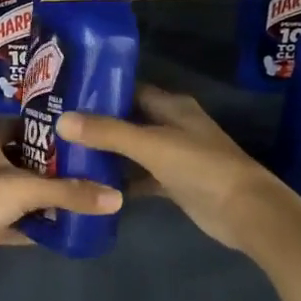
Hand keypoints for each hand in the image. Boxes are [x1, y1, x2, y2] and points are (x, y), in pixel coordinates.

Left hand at [0, 127, 121, 260]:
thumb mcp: (28, 189)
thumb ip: (71, 192)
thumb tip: (117, 198)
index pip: (17, 124)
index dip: (43, 126)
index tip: (73, 132)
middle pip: (19, 158)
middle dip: (48, 164)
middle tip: (82, 166)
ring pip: (15, 190)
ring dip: (39, 195)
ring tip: (75, 196)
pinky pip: (10, 219)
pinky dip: (29, 222)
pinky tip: (55, 227)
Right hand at [57, 85, 300, 250]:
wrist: (244, 211)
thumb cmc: (200, 167)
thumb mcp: (151, 144)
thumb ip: (107, 132)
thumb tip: (62, 120)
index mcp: (172, 105)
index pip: (129, 89)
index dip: (99, 91)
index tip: (65, 96)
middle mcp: (172, 125)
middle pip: (128, 120)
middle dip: (97, 124)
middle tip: (56, 128)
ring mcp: (174, 156)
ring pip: (132, 150)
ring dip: (106, 154)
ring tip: (66, 154)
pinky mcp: (173, 183)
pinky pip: (140, 177)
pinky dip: (121, 180)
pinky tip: (92, 186)